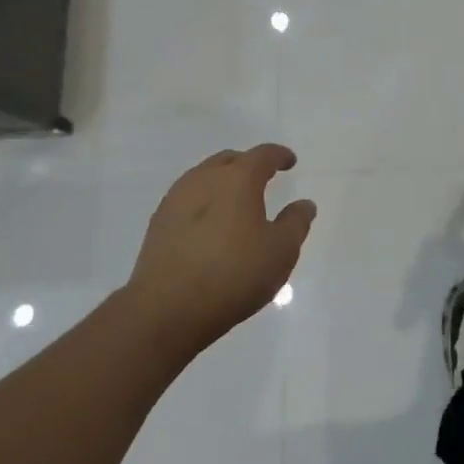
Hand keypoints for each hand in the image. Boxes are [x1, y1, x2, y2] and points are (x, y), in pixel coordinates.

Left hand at [127, 144, 316, 355]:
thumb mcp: (280, 251)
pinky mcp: (158, 223)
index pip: (262, 155)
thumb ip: (296, 223)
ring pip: (204, 177)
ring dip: (222, 183)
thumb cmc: (234, 274)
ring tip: (235, 203)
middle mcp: (204, 179)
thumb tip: (304, 204)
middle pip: (229, 161)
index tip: (289, 161)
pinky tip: (210, 226)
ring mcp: (176, 199)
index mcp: (237, 179)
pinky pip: (187, 200)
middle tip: (262, 179)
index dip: (279, 155)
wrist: (167, 308)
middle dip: (248, 165)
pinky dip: (204, 203)